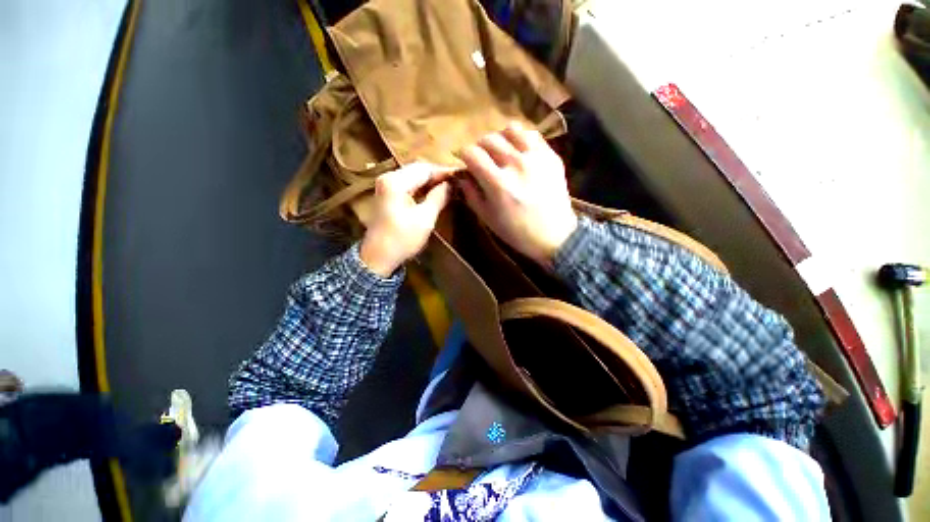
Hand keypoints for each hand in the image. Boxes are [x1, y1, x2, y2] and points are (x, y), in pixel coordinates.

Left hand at [360, 163, 451, 275]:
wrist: (378, 257)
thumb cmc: (402, 239)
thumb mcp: (425, 219)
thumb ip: (439, 197)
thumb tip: (451, 184)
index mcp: (396, 181)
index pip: (425, 169)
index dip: (444, 172)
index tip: (461, 176)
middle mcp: (388, 177)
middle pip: (418, 169)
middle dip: (437, 175)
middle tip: (456, 182)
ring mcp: (386, 185)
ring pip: (413, 176)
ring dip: (430, 181)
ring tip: (449, 186)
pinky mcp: (387, 194)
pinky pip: (408, 184)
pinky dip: (422, 187)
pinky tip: (434, 192)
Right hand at [457, 122, 576, 266]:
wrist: (554, 235)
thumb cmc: (516, 231)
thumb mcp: (487, 218)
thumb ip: (471, 194)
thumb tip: (462, 176)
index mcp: (498, 184)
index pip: (472, 153)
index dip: (463, 154)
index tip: (464, 160)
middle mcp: (516, 165)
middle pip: (489, 139)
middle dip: (479, 147)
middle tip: (481, 159)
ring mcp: (536, 158)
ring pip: (511, 130)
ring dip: (500, 138)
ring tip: (501, 151)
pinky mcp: (551, 157)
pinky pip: (532, 135)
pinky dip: (520, 139)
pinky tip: (519, 151)